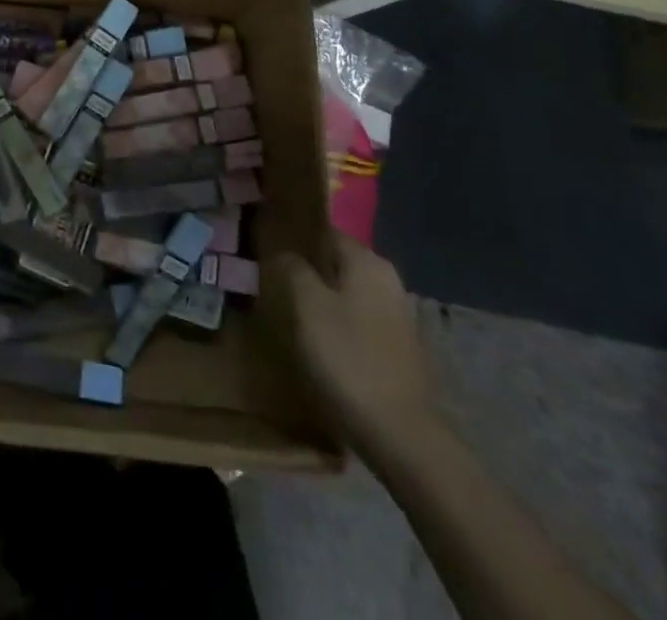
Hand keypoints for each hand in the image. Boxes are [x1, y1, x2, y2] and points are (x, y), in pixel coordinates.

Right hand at [276, 236, 432, 451]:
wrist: (401, 436)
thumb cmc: (348, 359)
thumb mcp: (306, 306)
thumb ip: (292, 268)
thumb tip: (284, 252)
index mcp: (367, 261)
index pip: (323, 231)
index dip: (293, 236)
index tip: (265, 245)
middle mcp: (387, 279)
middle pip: (335, 260)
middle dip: (306, 267)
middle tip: (271, 278)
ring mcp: (397, 314)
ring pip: (346, 290)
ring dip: (320, 295)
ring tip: (288, 308)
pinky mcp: (398, 346)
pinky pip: (357, 317)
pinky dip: (336, 320)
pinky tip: (317, 337)